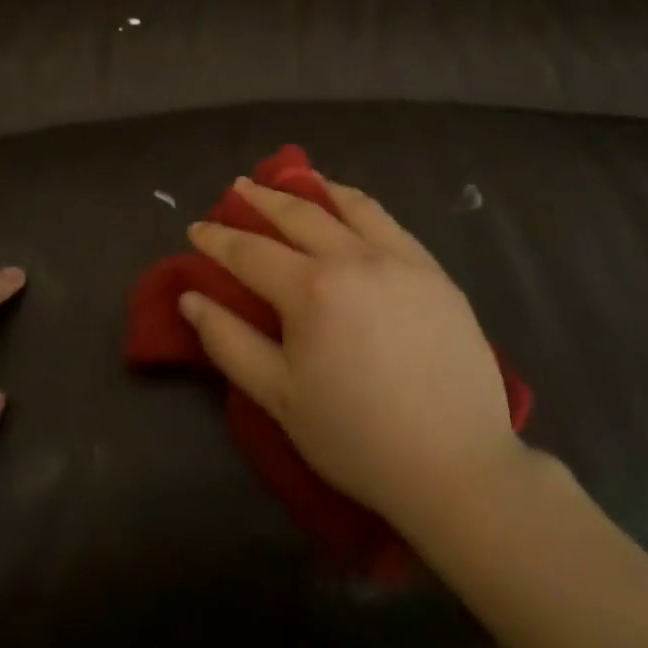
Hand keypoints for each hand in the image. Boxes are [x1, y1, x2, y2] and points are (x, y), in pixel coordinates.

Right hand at [181, 177, 522, 532]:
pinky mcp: (433, 270)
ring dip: (313, 189)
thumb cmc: (356, 438)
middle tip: (239, 187)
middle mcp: (354, 257)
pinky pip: (387, 221)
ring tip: (294, 180)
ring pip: (348, 205)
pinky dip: (358, 204)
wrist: (457, 466)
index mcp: (311, 289)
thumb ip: (229, 341)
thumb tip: (190, 297)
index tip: (196, 227)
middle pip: (297, 215)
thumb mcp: (279, 398)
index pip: (250, 251)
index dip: (218, 239)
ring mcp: (399, 259)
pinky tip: (350, 206)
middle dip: (261, 199)